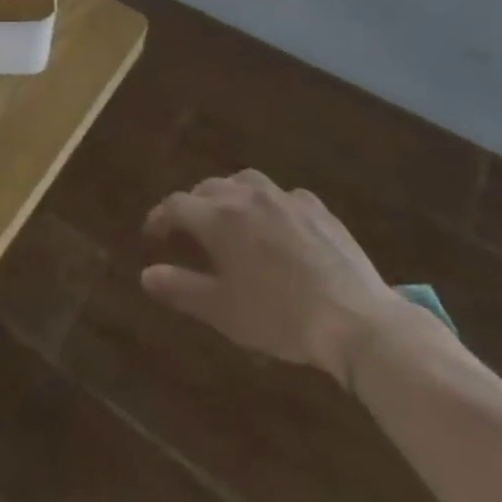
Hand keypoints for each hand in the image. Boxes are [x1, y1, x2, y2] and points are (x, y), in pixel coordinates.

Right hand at [141, 170, 401, 382]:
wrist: (355, 319)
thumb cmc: (280, 317)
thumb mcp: (223, 311)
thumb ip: (181, 288)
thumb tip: (146, 274)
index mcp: (218, 217)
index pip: (175, 206)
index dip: (159, 218)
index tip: (153, 236)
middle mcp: (246, 195)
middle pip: (207, 188)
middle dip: (192, 205)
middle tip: (189, 231)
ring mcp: (284, 198)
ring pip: (244, 182)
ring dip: (228, 195)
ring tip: (229, 217)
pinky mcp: (316, 208)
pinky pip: (282, 196)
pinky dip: (269, 205)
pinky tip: (277, 225)